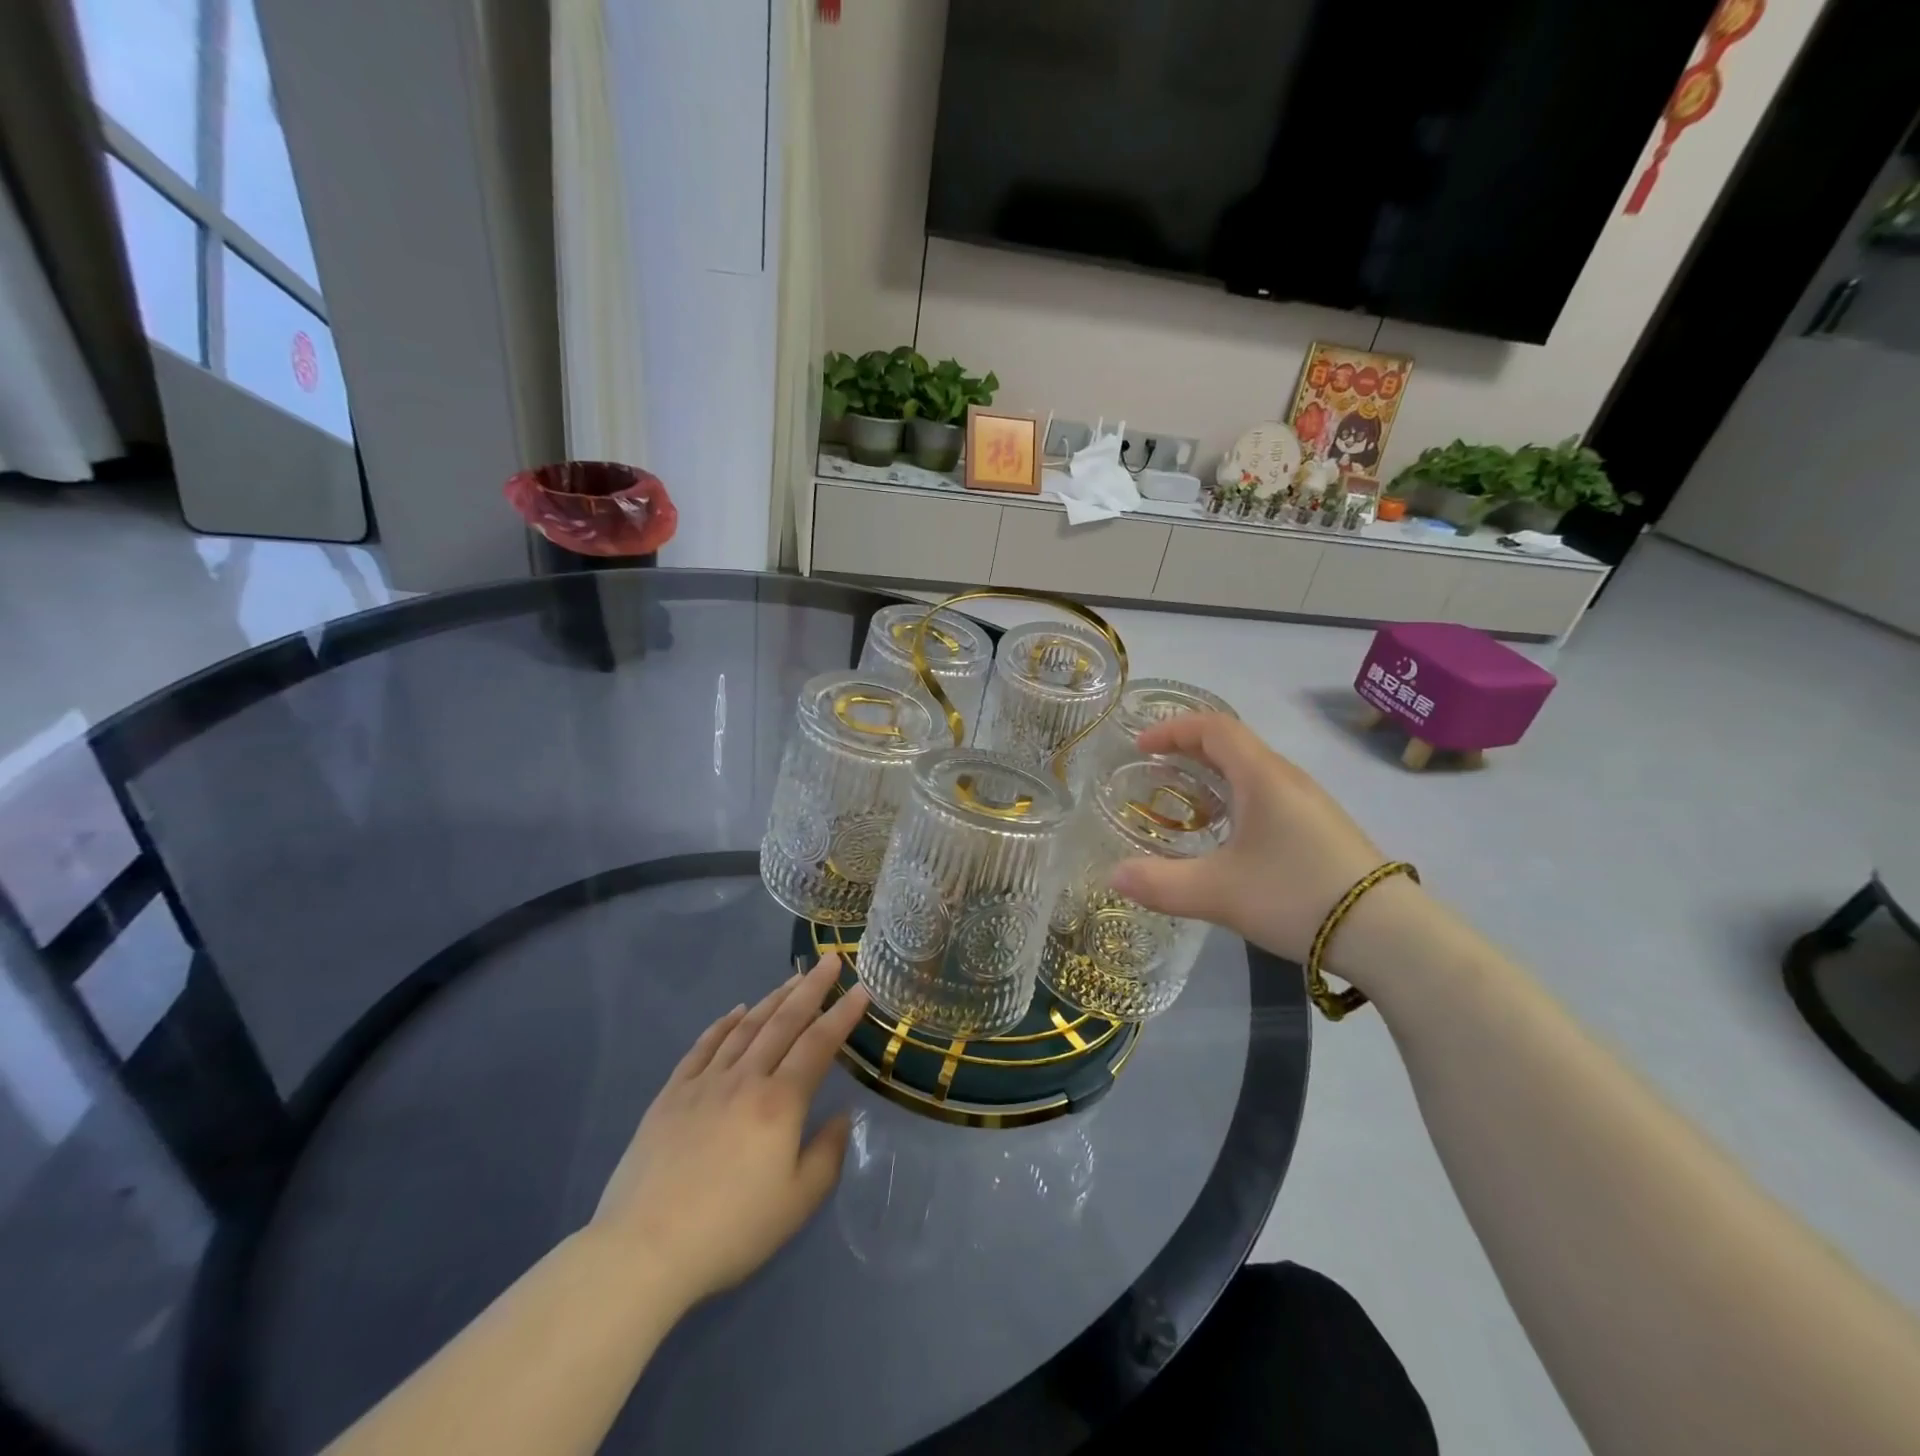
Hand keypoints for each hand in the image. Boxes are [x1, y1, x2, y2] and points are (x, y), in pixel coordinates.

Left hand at [590, 954, 868, 1310]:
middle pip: (784, 1022)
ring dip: (773, 998)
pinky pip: (703, 1046)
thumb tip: (842, 1116)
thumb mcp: (797, 1204)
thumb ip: (827, 1154)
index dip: (843, 1014)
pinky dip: (724, 1024)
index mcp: (780, 1102)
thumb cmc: (730, 1231)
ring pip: (746, 1027)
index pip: (819, 1044)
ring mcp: (704, 1082)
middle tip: (830, 960)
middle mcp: (745, 1079)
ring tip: (792, 978)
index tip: (862, 988)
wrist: (643, 1250)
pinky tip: (736, 1012)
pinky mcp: (672, 1094)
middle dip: (811, 988)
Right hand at [1109, 714, 1392, 964]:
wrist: (1390, 935)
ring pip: (1252, 770)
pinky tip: (1228, 835)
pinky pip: (1268, 794)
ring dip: (1213, 773)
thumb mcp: (1218, 894)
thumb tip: (1113, 876)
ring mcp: (1310, 803)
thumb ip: (1160, 884)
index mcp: (1262, 777)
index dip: (1173, 729)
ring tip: (1184, 800)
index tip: (1140, 747)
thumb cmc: (1297, 897)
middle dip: (1188, 749)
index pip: (1213, 727)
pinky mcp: (1322, 829)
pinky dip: (1235, 796)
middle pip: (1233, 744)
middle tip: (1153, 769)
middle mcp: (1287, 779)